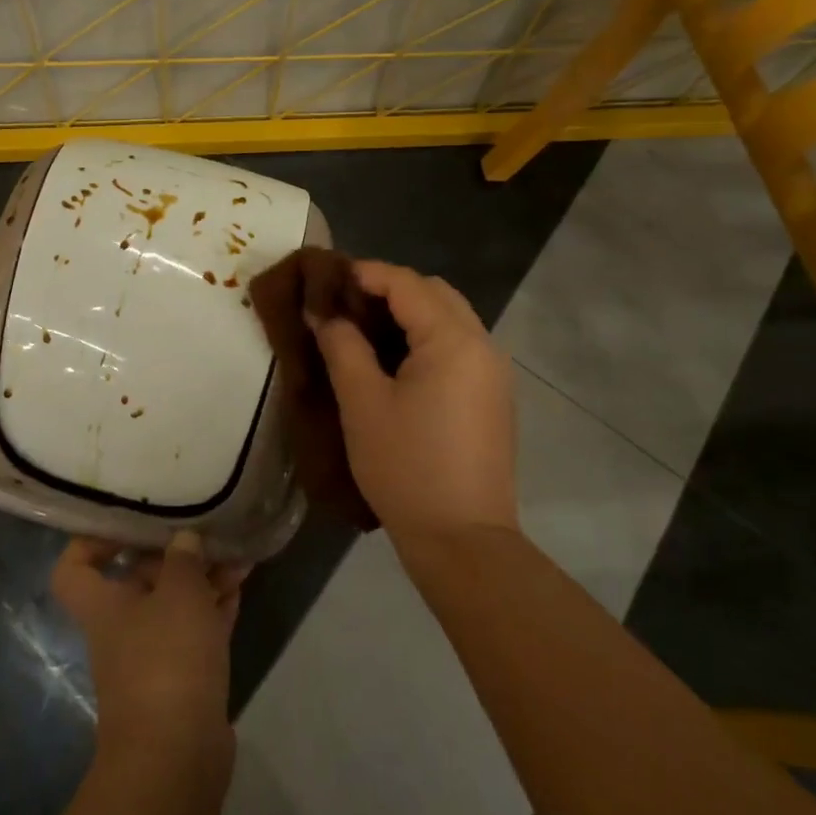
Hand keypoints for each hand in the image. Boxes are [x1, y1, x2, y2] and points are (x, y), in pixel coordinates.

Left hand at [51, 532, 247, 762]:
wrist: (177, 758)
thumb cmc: (167, 659)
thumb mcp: (179, 594)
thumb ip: (183, 559)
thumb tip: (184, 540)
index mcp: (104, 606)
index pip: (74, 567)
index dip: (92, 541)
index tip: (127, 521)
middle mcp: (122, 628)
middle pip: (139, 580)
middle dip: (175, 555)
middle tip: (207, 532)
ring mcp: (153, 657)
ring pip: (176, 605)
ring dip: (203, 580)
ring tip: (238, 555)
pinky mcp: (184, 680)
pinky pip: (198, 631)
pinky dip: (216, 609)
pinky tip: (241, 586)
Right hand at [310, 260, 517, 539]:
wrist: (464, 541)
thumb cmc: (407, 467)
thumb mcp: (362, 402)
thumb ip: (341, 345)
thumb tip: (322, 311)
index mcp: (454, 340)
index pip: (406, 283)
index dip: (364, 273)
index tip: (326, 279)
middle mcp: (483, 345)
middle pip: (434, 292)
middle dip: (389, 288)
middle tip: (344, 303)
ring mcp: (493, 371)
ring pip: (449, 317)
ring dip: (408, 311)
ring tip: (363, 328)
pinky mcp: (492, 395)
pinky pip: (458, 344)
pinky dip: (426, 336)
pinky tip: (394, 358)